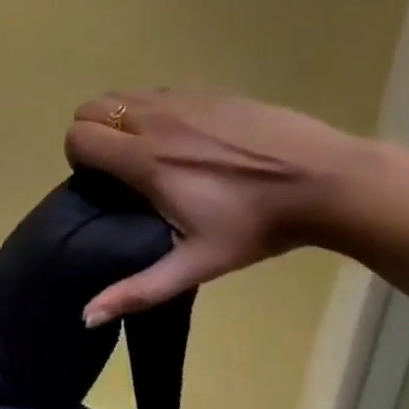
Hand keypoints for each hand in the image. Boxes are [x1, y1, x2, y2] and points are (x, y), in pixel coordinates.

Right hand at [65, 90, 366, 323]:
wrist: (329, 182)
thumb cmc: (258, 225)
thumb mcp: (196, 264)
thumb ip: (138, 289)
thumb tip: (86, 317)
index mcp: (146, 159)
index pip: (78, 137)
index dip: (78, 159)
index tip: (100, 183)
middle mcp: (156, 120)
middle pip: (92, 109)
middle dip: (92, 136)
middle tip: (117, 168)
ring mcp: (184, 100)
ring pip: (122, 95)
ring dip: (118, 119)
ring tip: (145, 151)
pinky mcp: (210, 92)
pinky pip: (157, 92)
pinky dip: (151, 110)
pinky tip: (181, 138)